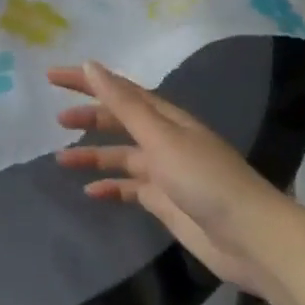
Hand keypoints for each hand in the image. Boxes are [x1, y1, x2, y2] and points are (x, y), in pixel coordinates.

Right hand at [49, 60, 304, 303]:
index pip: (118, 89)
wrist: (252, 238)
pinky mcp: (166, 202)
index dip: (86, 81)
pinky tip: (89, 192)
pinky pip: (129, 188)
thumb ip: (124, 105)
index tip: (52, 76)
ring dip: (93, 154)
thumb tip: (91, 66)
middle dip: (88, 116)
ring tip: (60, 160)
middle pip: (119, 120)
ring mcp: (165, 171)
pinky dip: (110, 187)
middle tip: (56, 118)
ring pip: (121, 156)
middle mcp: (164, 138)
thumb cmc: (205, 179)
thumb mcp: (161, 137)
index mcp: (165, 117)